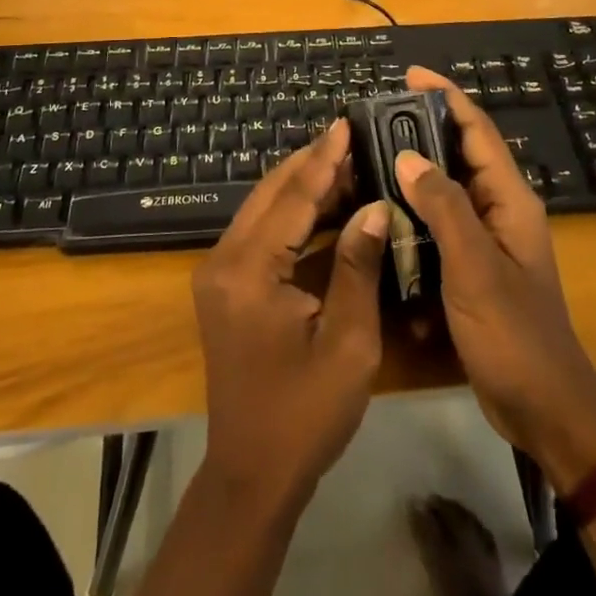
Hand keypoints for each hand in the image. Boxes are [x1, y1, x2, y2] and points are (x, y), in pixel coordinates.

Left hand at [192, 119, 390, 512]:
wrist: (252, 473)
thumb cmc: (305, 413)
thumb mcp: (348, 342)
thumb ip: (357, 267)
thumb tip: (375, 207)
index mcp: (249, 270)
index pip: (292, 198)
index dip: (324, 159)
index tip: (347, 122)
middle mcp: (224, 259)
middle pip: (271, 193)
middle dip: (312, 163)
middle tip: (352, 137)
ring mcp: (220, 271)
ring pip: (264, 208)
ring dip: (303, 187)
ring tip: (348, 164)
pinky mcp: (226, 284)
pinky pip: (262, 233)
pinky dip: (293, 216)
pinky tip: (328, 207)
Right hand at [397, 67, 595, 490]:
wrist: (544, 409)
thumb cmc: (514, 334)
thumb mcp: (475, 267)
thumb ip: (443, 207)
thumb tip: (407, 154)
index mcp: (510, 200)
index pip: (478, 131)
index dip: (446, 97)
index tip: (409, 75)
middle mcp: (500, 210)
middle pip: (461, 153)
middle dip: (423, 129)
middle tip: (375, 117)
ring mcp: (486, 239)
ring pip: (447, 188)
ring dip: (414, 170)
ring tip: (370, 156)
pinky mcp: (472, 266)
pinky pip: (439, 223)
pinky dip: (414, 211)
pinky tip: (382, 212)